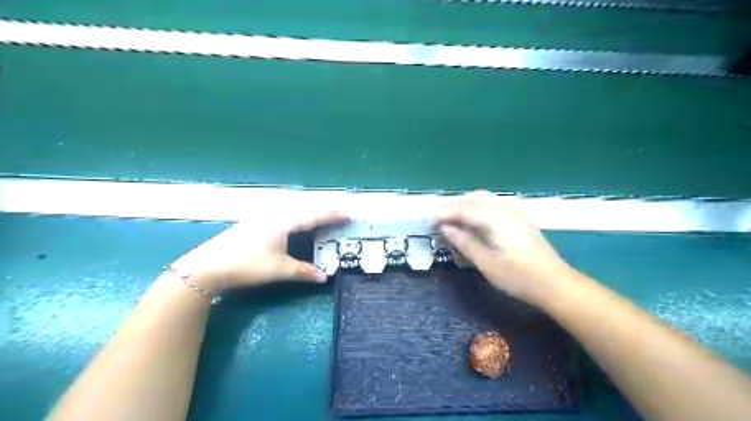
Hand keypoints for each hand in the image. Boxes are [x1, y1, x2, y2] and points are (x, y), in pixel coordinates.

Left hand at [170, 209, 349, 292]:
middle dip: (322, 209)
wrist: (208, 266)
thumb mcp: (278, 270)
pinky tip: (292, 220)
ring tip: (320, 215)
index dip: (332, 215)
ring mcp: (262, 217)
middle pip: (304, 207)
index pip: (314, 216)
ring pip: (292, 208)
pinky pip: (283, 212)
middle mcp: (275, 215)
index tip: (348, 214)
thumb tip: (325, 277)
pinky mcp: (253, 222)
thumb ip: (304, 272)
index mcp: (285, 222)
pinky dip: (296, 214)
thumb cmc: (247, 265)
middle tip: (337, 213)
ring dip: (308, 210)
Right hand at [438, 190, 572, 306]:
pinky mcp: (520, 219)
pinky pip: (493, 205)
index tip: (429, 222)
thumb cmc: (519, 277)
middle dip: (454, 206)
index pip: (464, 209)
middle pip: (474, 198)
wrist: (555, 283)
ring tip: (452, 219)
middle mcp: (506, 208)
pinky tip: (473, 221)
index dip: (444, 214)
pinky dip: (478, 208)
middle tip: (439, 219)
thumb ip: (464, 242)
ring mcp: (515, 212)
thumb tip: (445, 228)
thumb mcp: (486, 263)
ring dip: (466, 205)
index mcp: (496, 218)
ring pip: (484, 199)